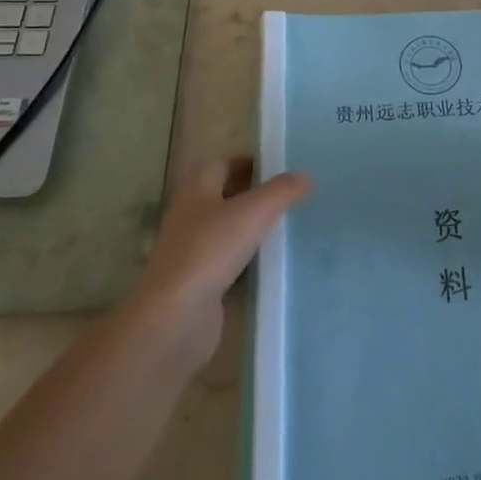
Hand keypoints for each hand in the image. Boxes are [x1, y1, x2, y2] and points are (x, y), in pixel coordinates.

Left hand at [130, 155, 311, 364]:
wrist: (175, 318)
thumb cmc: (210, 251)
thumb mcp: (253, 212)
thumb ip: (281, 191)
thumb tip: (305, 175)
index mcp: (197, 192)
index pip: (221, 165)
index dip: (246, 161)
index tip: (277, 164)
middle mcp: (190, 218)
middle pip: (223, 197)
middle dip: (252, 192)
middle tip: (287, 193)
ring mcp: (192, 253)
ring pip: (226, 230)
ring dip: (250, 227)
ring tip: (286, 224)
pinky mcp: (199, 285)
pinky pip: (228, 263)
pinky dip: (247, 260)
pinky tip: (270, 263)